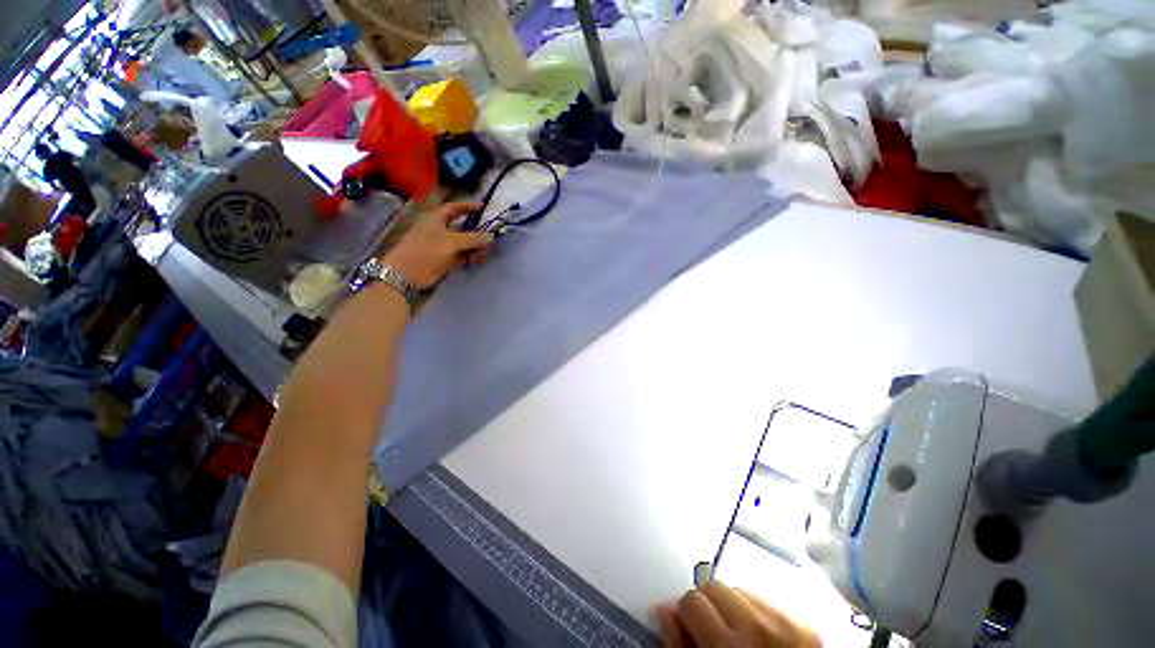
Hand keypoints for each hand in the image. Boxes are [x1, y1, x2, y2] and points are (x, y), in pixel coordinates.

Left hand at [382, 202, 493, 288]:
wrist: (407, 273)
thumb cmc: (426, 250)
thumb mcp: (451, 242)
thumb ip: (472, 239)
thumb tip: (491, 236)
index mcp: (436, 219)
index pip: (454, 208)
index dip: (468, 206)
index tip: (483, 207)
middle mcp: (440, 230)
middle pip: (462, 227)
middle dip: (476, 230)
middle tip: (492, 233)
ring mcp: (443, 245)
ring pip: (464, 243)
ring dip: (475, 246)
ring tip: (489, 250)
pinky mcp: (445, 259)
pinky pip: (462, 255)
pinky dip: (471, 256)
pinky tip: (480, 258)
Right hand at [656, 581, 820, 646]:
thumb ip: (679, 646)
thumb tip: (662, 607)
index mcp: (729, 647)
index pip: (692, 600)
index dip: (687, 616)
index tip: (691, 631)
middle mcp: (759, 627)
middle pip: (715, 586)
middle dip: (709, 606)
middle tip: (714, 632)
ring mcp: (787, 623)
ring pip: (740, 590)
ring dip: (733, 608)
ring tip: (740, 636)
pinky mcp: (807, 625)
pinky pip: (766, 600)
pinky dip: (757, 613)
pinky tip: (762, 638)